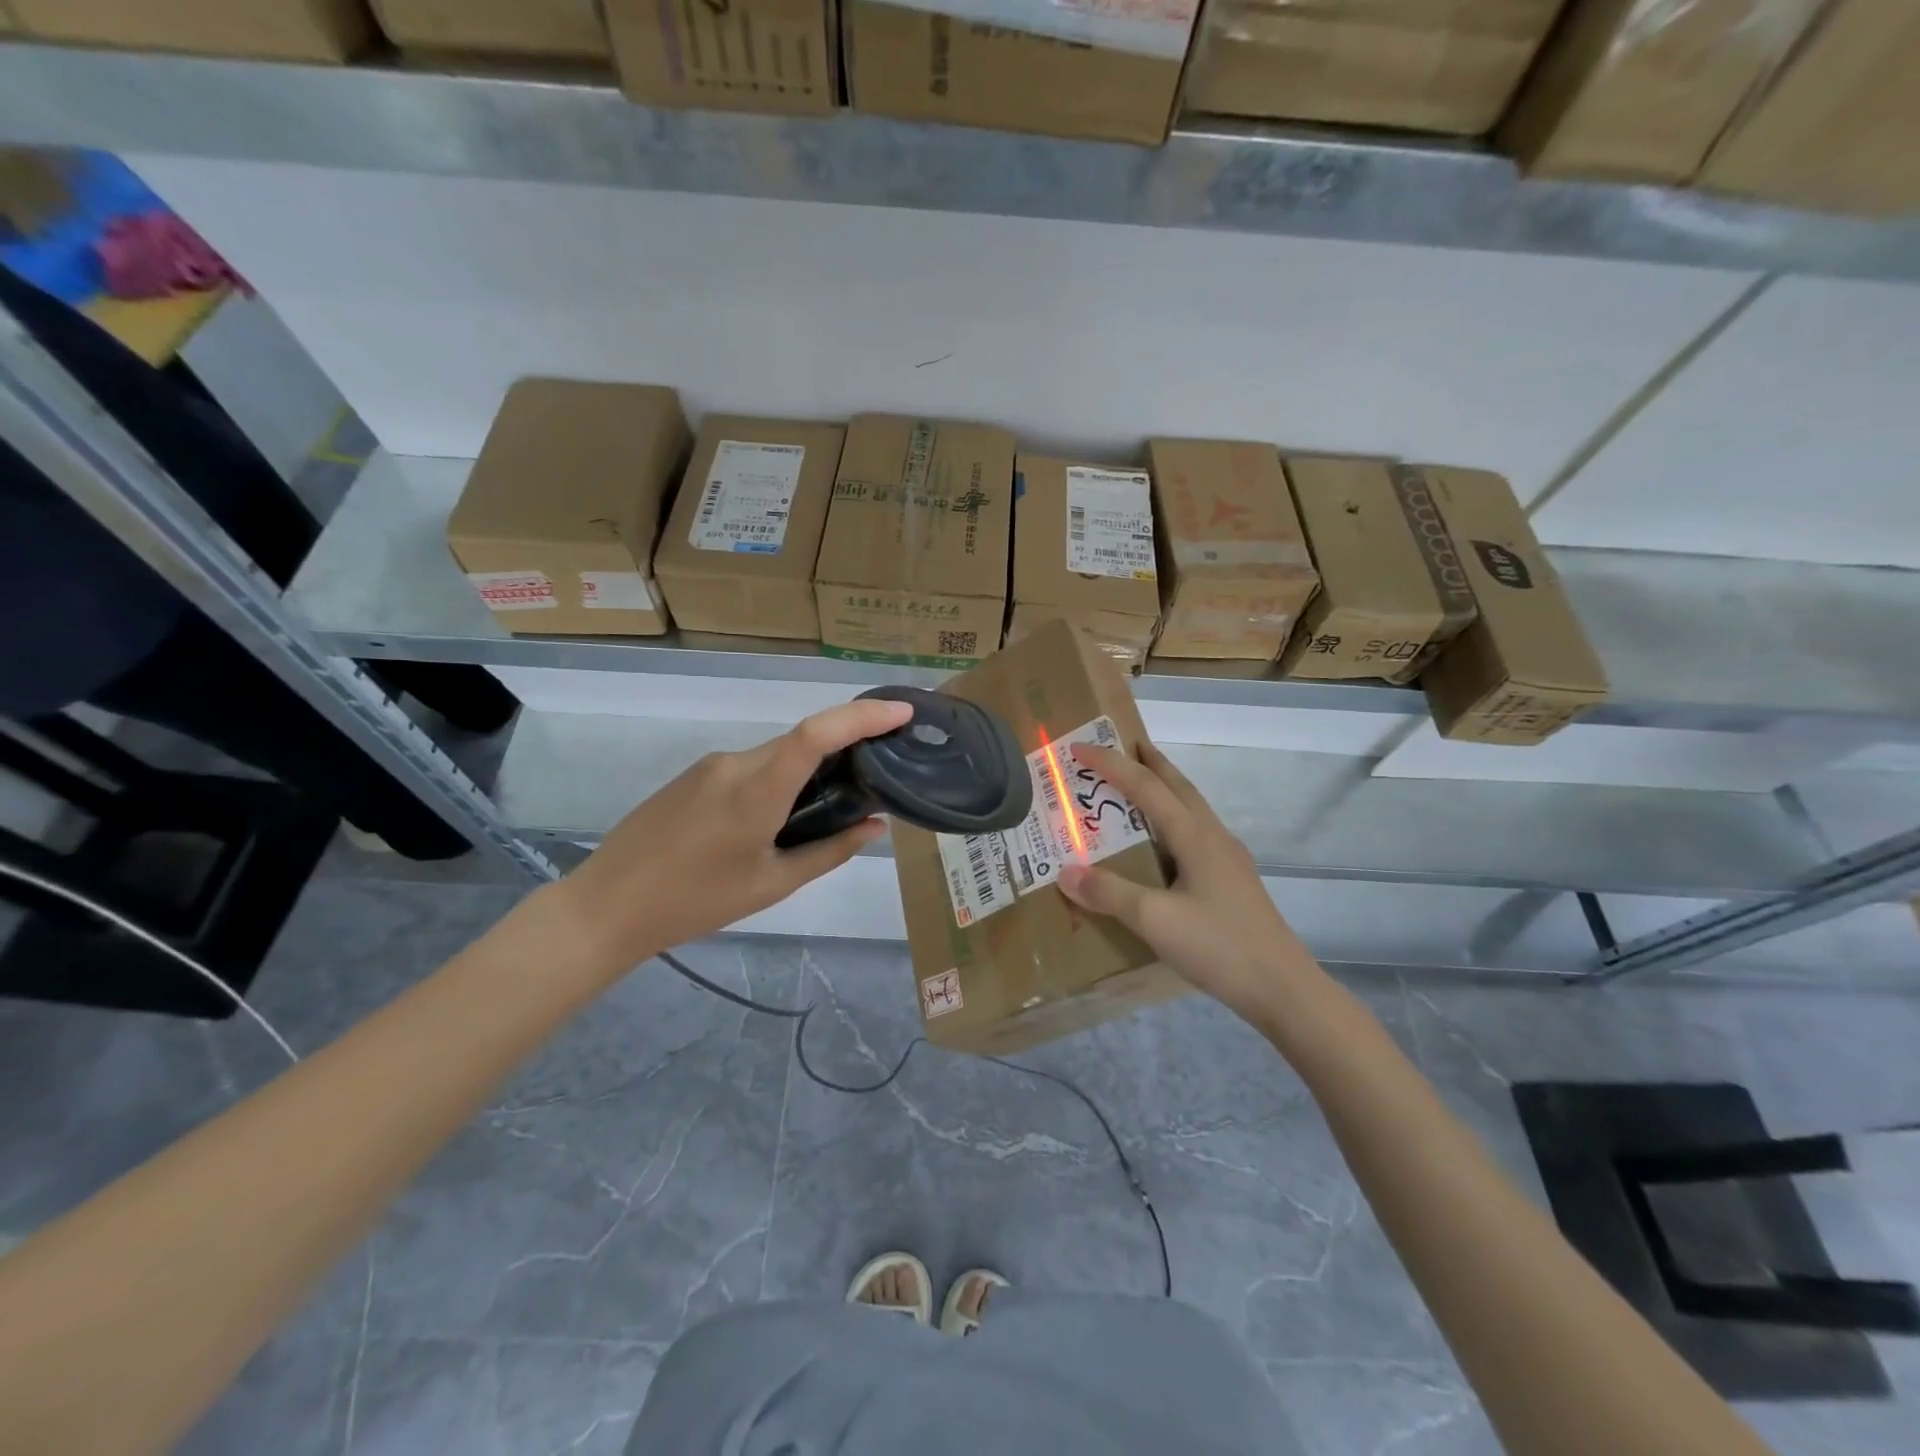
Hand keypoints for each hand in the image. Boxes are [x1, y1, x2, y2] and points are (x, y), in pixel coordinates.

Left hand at [549, 697, 913, 979]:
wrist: (606, 906)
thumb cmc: (695, 902)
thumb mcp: (771, 884)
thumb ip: (829, 851)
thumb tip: (874, 826)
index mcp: (757, 789)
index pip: (817, 734)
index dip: (863, 716)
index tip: (902, 712)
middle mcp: (734, 763)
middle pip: (801, 741)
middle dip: (845, 745)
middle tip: (878, 772)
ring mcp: (710, 765)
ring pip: (776, 754)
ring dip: (809, 769)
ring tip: (829, 808)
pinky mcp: (694, 775)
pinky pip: (751, 766)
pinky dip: (779, 777)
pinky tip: (778, 817)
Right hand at [1057, 740, 1321, 1027]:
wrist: (1282, 988)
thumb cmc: (1218, 946)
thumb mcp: (1155, 920)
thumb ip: (1109, 893)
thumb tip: (1065, 872)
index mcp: (1195, 836)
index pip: (1147, 788)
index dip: (1112, 765)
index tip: (1080, 748)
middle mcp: (1214, 838)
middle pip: (1179, 787)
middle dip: (1150, 762)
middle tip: (1122, 746)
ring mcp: (1228, 860)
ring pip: (1191, 809)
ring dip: (1165, 789)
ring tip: (1138, 788)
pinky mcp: (1233, 882)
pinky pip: (1196, 834)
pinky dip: (1172, 820)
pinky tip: (1163, 845)